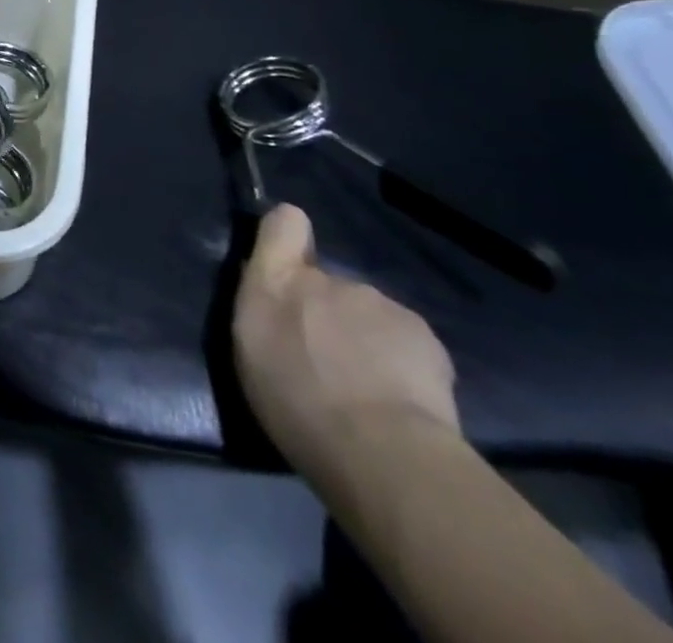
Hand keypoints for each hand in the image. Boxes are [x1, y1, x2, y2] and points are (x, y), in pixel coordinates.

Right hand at [233, 204, 459, 480]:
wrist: (382, 450)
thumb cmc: (296, 404)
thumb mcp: (250, 352)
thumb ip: (260, 309)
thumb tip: (273, 292)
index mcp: (275, 281)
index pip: (284, 223)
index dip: (287, 235)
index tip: (289, 259)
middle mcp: (326, 279)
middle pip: (326, 281)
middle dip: (327, 310)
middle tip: (328, 359)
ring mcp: (377, 302)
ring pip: (366, 312)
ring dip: (364, 337)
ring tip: (368, 387)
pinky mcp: (422, 332)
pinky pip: (404, 338)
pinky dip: (401, 360)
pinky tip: (402, 397)